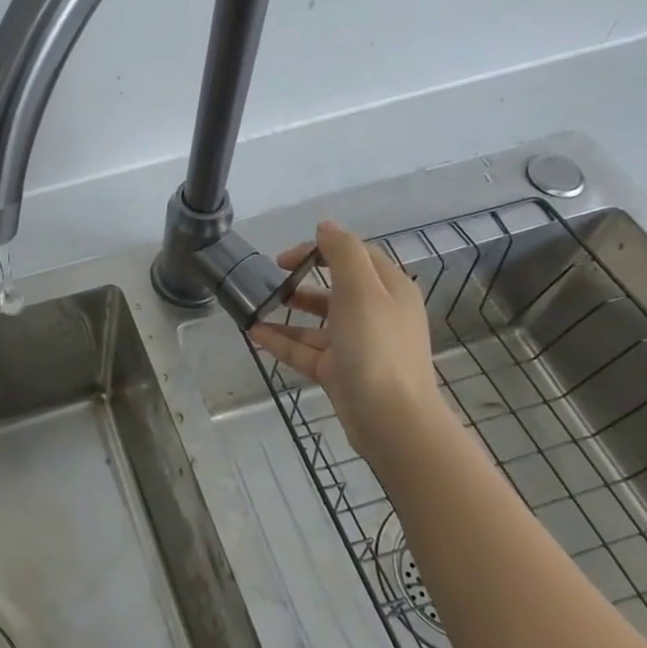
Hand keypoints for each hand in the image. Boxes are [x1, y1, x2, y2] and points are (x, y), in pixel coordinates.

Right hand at [249, 221, 441, 437]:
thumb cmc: (376, 347)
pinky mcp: (340, 372)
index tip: (286, 257)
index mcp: (389, 290)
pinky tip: (255, 334)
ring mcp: (358, 345)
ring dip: (289, 311)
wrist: (391, 420)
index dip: (319, 248)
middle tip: (273, 278)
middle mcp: (376, 314)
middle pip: (336, 287)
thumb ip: (342, 252)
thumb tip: (325, 226)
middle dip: (303, 278)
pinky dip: (282, 340)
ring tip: (257, 306)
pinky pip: (306, 350)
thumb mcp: (360, 289)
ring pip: (318, 321)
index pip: (354, 255)